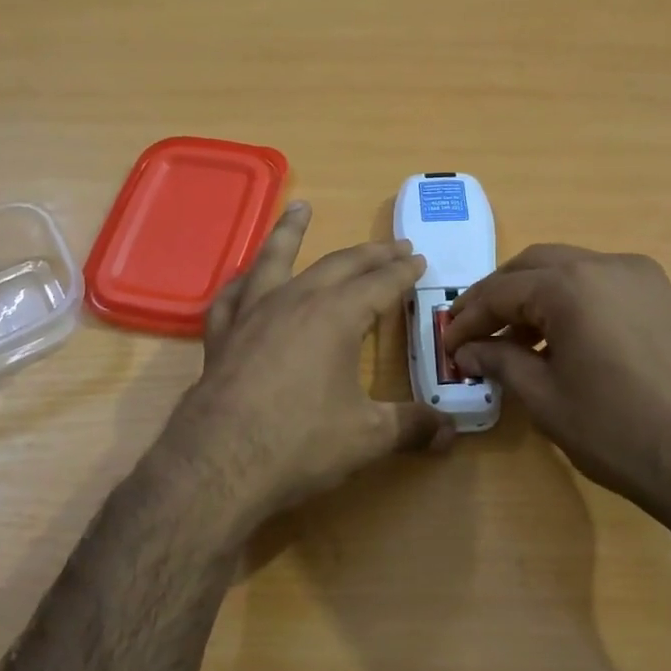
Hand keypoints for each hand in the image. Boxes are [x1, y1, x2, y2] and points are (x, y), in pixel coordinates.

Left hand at [159, 203, 453, 528]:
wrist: (219, 462)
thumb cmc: (300, 442)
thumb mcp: (367, 437)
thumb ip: (410, 427)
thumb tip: (451, 432)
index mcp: (336, 316)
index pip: (379, 284)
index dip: (403, 273)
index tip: (418, 260)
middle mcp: (294, 302)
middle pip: (338, 265)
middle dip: (369, 254)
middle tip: (393, 245)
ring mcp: (252, 314)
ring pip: (274, 260)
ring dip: (291, 233)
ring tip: (300, 208)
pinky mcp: (221, 335)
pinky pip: (232, 296)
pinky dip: (242, 281)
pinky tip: (244, 279)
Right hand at [443, 245, 670, 529]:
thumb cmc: (619, 432)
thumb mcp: (546, 399)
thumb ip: (500, 362)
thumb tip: (468, 351)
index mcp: (571, 285)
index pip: (501, 290)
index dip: (468, 318)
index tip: (448, 345)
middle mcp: (607, 265)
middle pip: (534, 265)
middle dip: (498, 296)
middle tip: (474, 332)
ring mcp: (643, 278)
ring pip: (570, 270)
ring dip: (534, 297)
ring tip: (514, 342)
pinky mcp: (665, 298)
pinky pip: (602, 286)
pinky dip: (570, 303)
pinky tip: (561, 342)